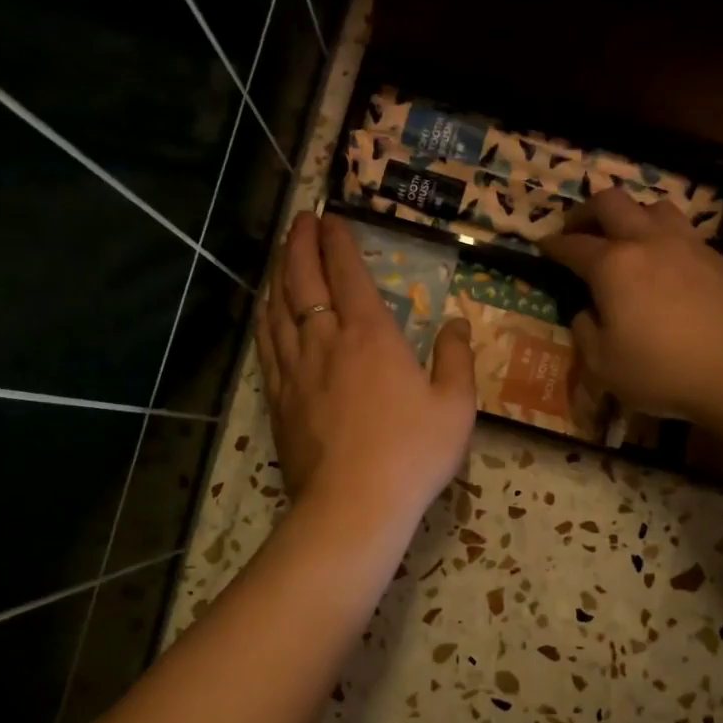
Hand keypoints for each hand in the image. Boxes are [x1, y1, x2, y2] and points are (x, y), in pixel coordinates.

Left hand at [256, 211, 476, 528]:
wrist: (353, 505)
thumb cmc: (412, 453)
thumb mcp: (455, 405)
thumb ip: (456, 357)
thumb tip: (457, 322)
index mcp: (371, 334)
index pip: (347, 272)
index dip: (337, 240)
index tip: (331, 217)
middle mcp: (326, 340)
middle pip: (303, 279)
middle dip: (300, 243)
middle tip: (300, 220)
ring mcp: (296, 369)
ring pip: (278, 307)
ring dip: (278, 273)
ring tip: (280, 253)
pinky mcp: (279, 397)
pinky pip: (266, 344)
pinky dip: (265, 316)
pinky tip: (265, 309)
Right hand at [540, 189, 722, 420]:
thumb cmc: (664, 371)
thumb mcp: (605, 366)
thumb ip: (586, 334)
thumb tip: (587, 313)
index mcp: (613, 266)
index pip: (573, 245)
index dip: (553, 245)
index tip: (542, 246)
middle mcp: (648, 242)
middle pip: (611, 203)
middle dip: (586, 212)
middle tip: (577, 230)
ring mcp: (688, 245)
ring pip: (653, 207)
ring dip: (631, 215)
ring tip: (625, 238)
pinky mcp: (719, 257)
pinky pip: (684, 231)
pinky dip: (663, 237)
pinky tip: (666, 263)